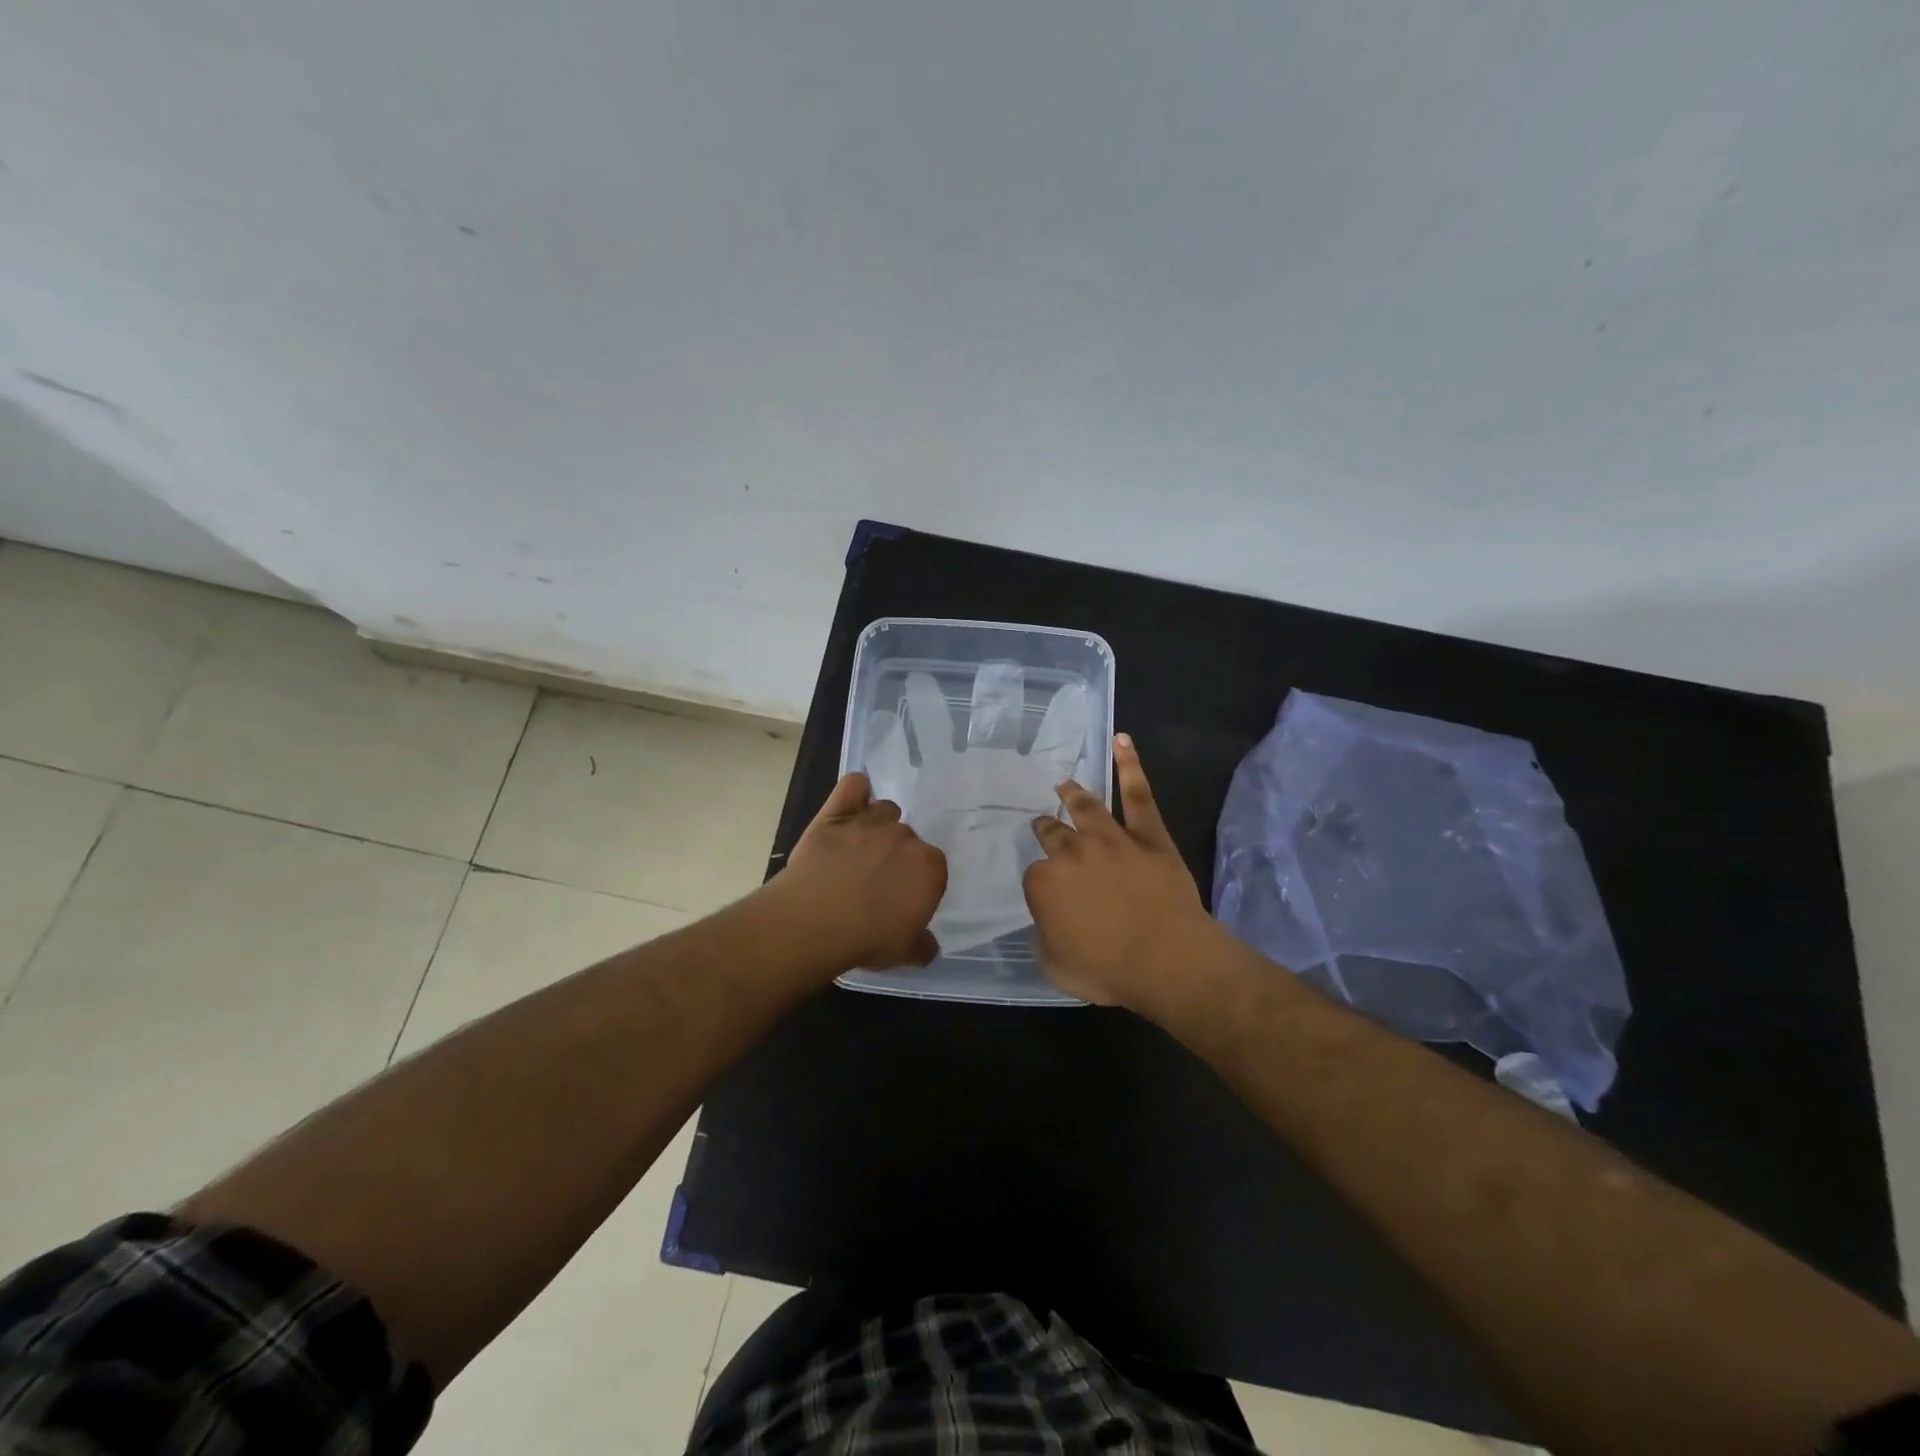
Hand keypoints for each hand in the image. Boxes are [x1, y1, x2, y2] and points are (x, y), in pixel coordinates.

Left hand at [772, 772, 947, 972]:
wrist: (813, 921)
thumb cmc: (866, 938)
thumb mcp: (905, 953)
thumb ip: (923, 945)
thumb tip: (928, 944)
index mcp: (929, 867)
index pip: (933, 867)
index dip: (917, 883)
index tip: (902, 899)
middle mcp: (904, 837)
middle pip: (908, 839)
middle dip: (896, 857)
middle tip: (876, 882)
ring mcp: (869, 821)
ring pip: (885, 811)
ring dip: (879, 827)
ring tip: (860, 851)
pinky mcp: (835, 814)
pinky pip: (853, 786)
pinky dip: (856, 790)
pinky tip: (854, 800)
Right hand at [1022, 734, 1221, 1011]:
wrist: (1166, 959)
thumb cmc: (1108, 969)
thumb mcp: (1055, 967)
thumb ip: (1044, 938)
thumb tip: (1048, 923)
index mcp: (1045, 883)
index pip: (1035, 875)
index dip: (1042, 884)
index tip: (1048, 893)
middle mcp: (1072, 852)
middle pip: (1053, 834)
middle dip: (1046, 829)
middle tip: (1044, 825)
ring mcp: (1111, 839)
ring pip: (1087, 807)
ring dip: (1073, 794)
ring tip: (1064, 784)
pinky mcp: (1148, 836)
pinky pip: (1138, 795)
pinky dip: (1130, 765)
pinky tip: (1122, 741)